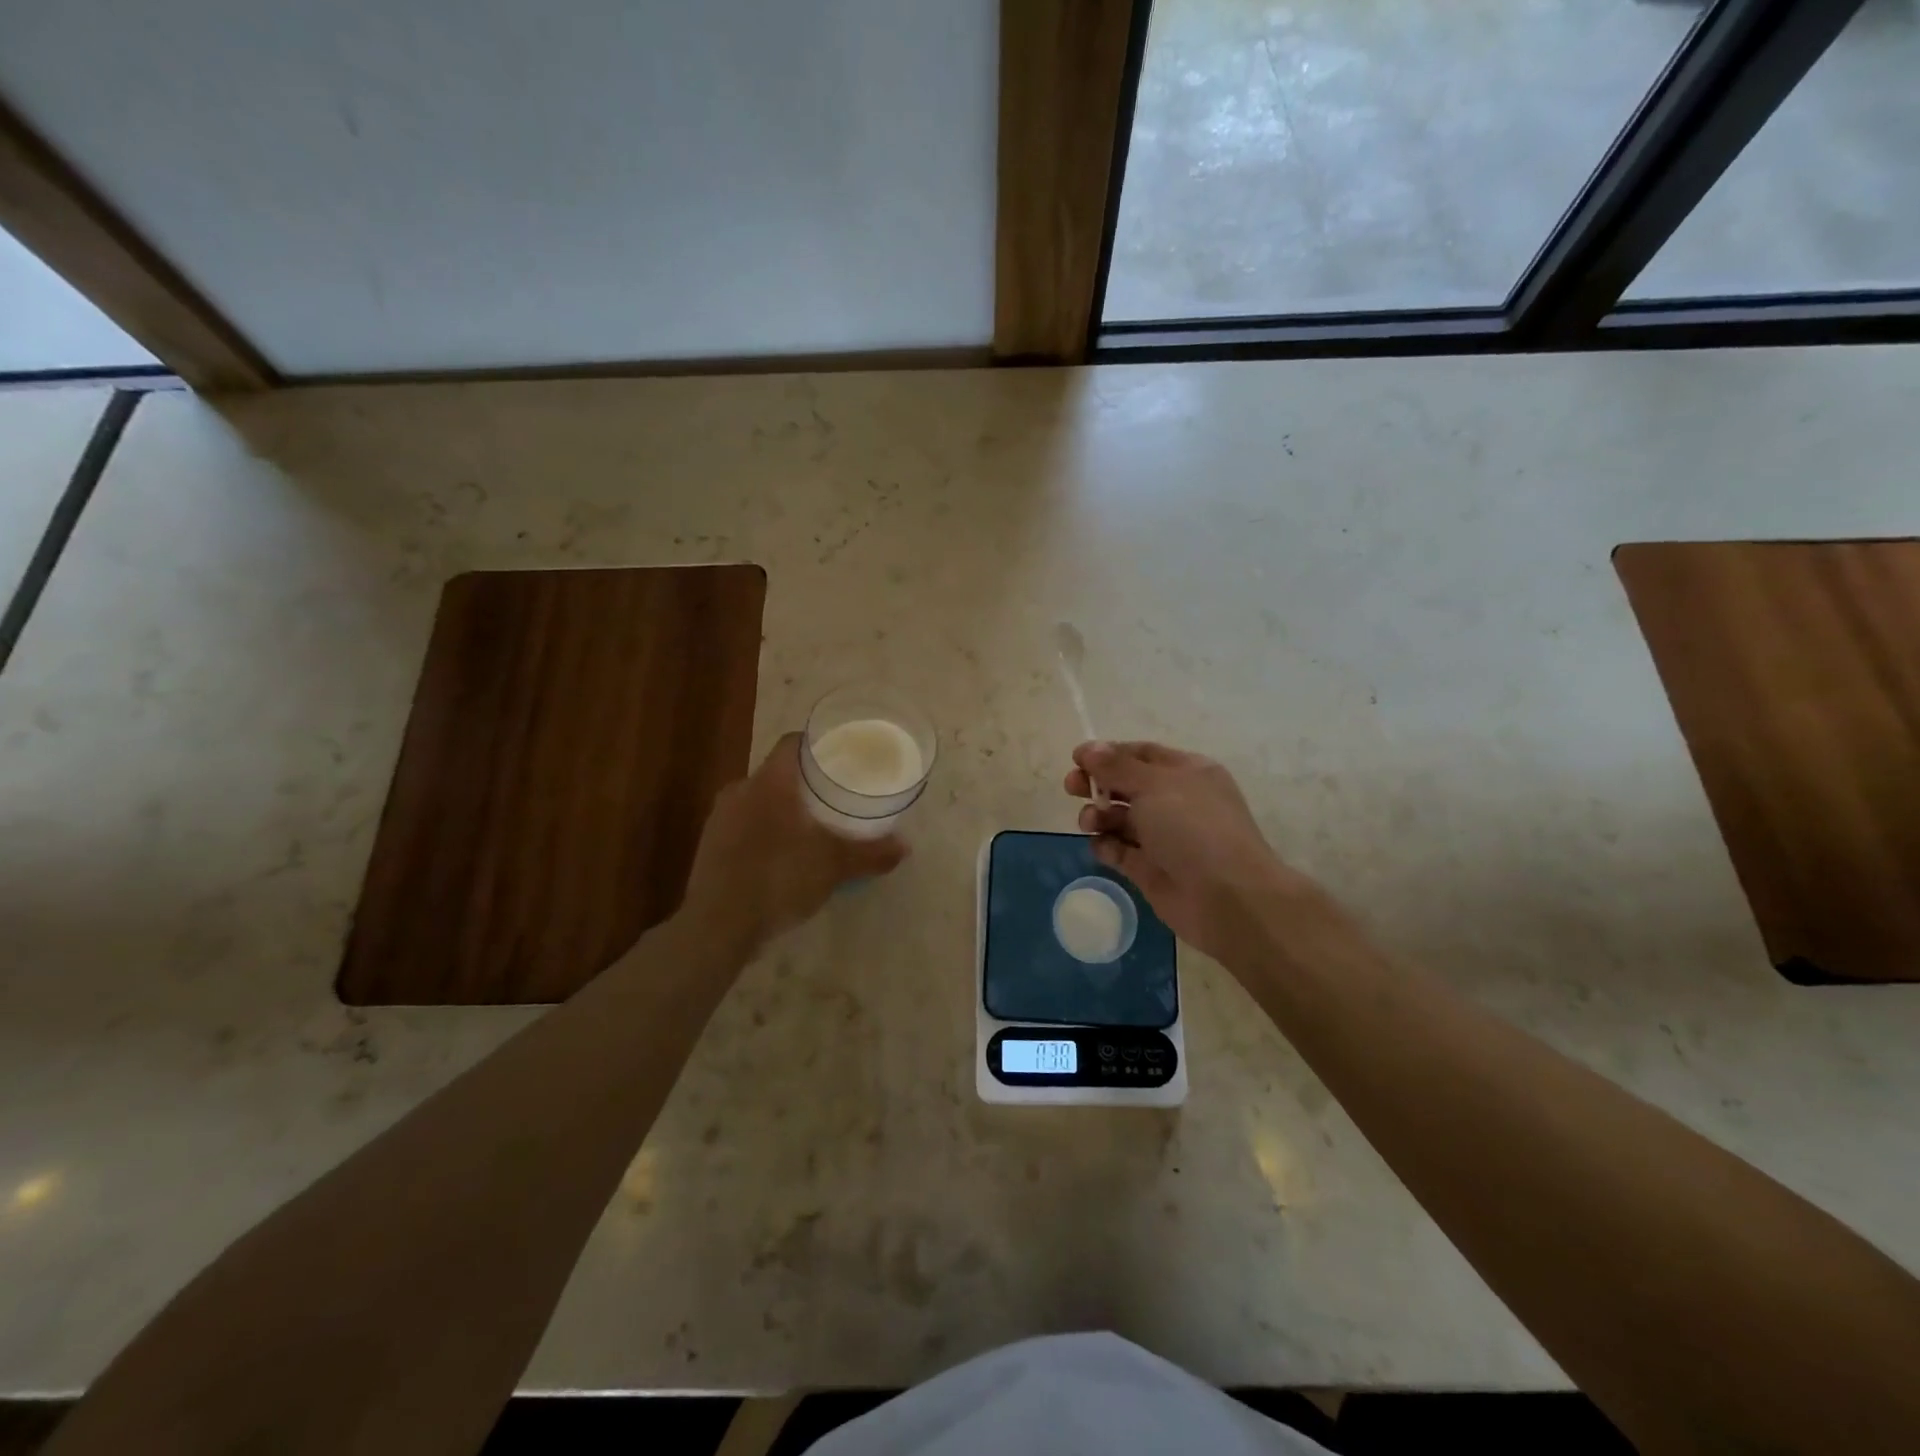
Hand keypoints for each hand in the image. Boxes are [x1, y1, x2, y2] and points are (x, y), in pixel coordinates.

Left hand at [682, 733, 908, 951]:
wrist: (717, 927)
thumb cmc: (778, 879)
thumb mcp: (833, 866)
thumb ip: (870, 853)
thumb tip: (905, 847)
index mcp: (769, 782)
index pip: (792, 744)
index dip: (817, 745)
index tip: (840, 755)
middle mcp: (739, 790)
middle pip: (777, 773)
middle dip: (804, 782)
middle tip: (834, 795)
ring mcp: (719, 819)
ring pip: (758, 800)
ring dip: (783, 809)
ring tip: (812, 826)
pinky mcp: (709, 846)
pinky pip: (744, 826)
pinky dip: (765, 832)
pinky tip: (783, 856)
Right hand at [1065, 740, 1324, 967]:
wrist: (1226, 897)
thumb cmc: (1194, 828)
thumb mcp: (1155, 785)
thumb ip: (1117, 766)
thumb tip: (1089, 749)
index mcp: (1186, 772)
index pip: (1140, 754)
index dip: (1107, 754)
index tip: (1076, 759)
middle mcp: (1175, 801)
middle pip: (1125, 785)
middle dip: (1097, 784)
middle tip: (1071, 788)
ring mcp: (1163, 837)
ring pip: (1119, 818)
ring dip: (1098, 815)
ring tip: (1090, 822)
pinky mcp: (1150, 869)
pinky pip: (1119, 850)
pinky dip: (1106, 846)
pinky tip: (1103, 846)